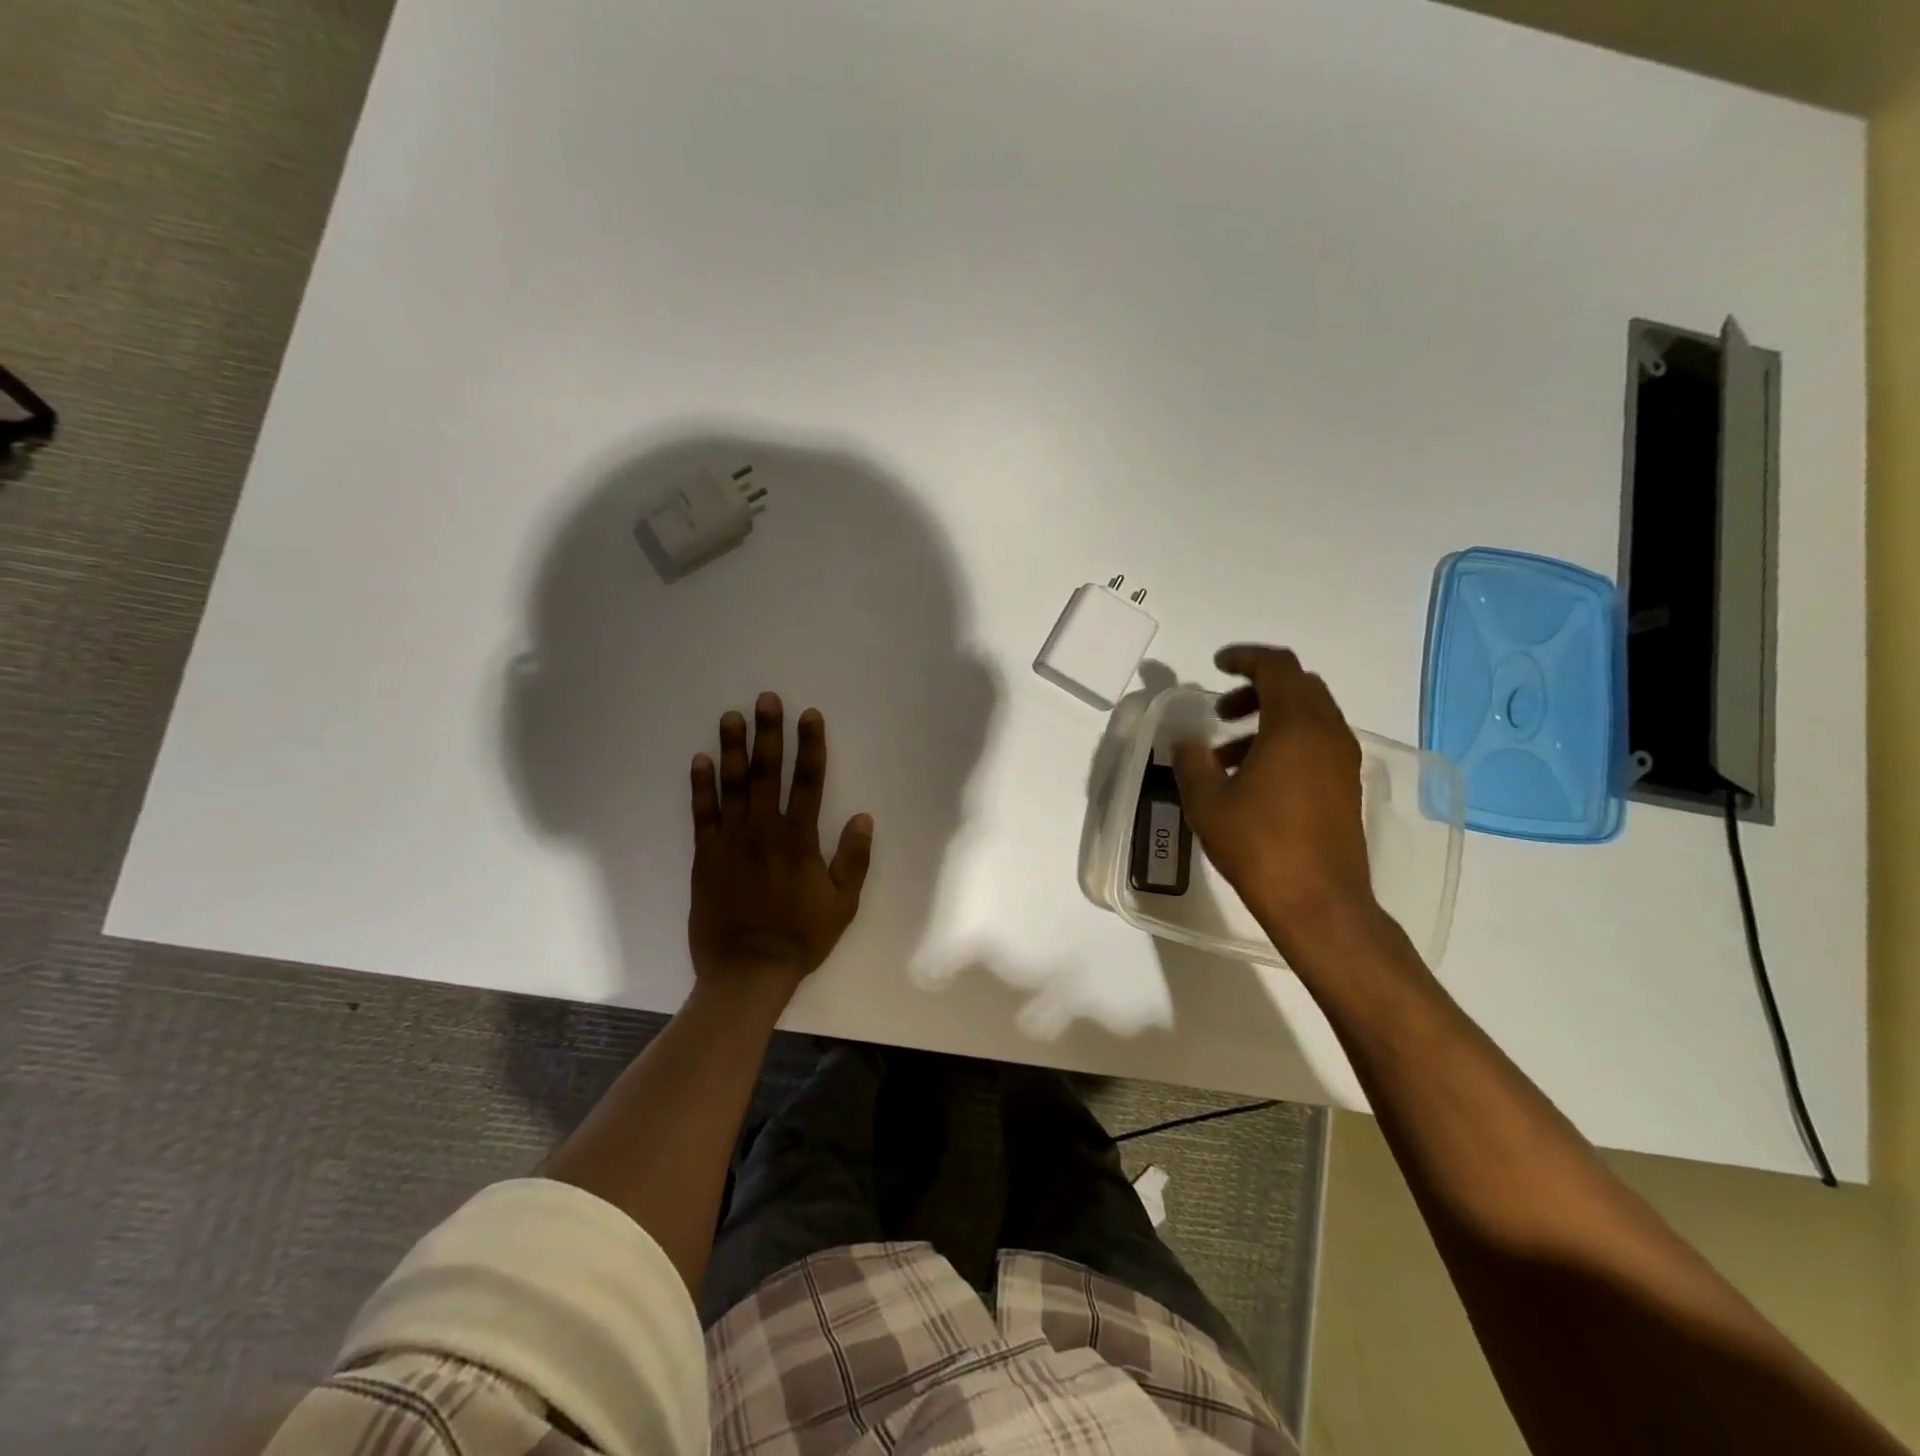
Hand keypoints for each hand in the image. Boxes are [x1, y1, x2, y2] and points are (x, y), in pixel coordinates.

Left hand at [688, 693, 873, 995]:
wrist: (746, 970)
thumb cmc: (800, 938)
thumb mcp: (842, 904)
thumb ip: (854, 859)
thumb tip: (864, 817)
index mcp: (798, 840)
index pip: (808, 781)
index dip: (810, 746)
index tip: (809, 715)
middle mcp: (763, 831)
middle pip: (767, 773)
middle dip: (769, 733)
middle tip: (766, 699)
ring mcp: (730, 842)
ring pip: (732, 786)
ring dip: (733, 749)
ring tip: (731, 717)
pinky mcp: (705, 856)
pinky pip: (702, 814)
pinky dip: (701, 786)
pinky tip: (701, 760)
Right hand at [1171, 647, 1378, 956]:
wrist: (1319, 903)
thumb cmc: (1259, 845)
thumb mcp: (1207, 801)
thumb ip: (1192, 761)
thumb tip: (1187, 740)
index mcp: (1295, 726)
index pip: (1277, 667)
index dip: (1245, 658)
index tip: (1217, 665)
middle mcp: (1327, 733)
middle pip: (1297, 686)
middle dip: (1256, 689)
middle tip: (1221, 711)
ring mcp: (1342, 760)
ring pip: (1307, 716)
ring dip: (1268, 718)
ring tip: (1225, 753)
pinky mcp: (1345, 786)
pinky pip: (1315, 743)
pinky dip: (1284, 742)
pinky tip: (1252, 778)